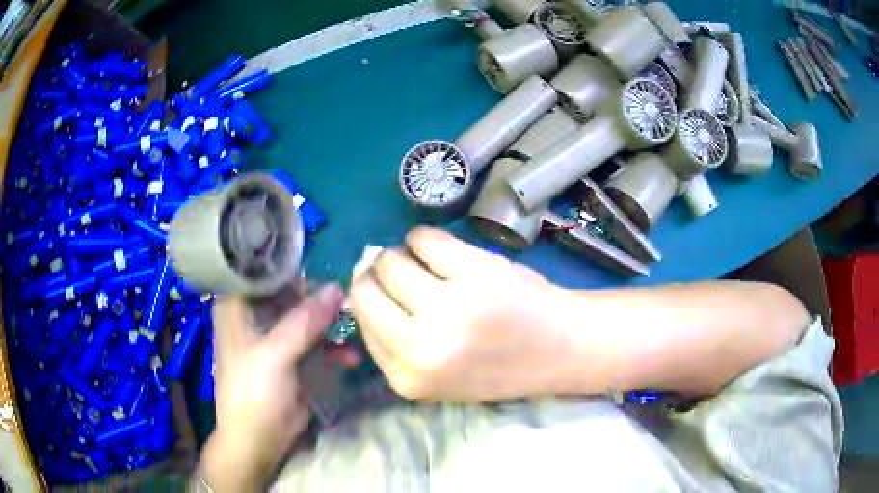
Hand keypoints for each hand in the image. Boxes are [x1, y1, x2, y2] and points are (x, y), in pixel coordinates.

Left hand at [199, 284, 343, 490]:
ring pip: (306, 316)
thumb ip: (305, 321)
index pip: (266, 272)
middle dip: (321, 299)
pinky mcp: (291, 356)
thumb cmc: (253, 392)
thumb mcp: (275, 354)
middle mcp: (254, 315)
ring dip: (331, 324)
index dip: (296, 269)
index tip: (328, 270)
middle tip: (351, 303)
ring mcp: (274, 336)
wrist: (257, 440)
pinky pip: (314, 341)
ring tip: (357, 330)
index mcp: (237, 305)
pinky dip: (332, 346)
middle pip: (291, 293)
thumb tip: (338, 287)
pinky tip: (350, 357)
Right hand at [349, 227, 578, 401]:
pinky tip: (442, 250)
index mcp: (407, 378)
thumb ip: (393, 340)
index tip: (383, 289)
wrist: (558, 348)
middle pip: (365, 288)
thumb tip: (360, 281)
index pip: (360, 321)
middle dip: (378, 275)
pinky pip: (423, 238)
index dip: (369, 299)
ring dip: (402, 255)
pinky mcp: (475, 272)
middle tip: (404, 274)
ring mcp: (449, 308)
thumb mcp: (433, 374)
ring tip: (427, 264)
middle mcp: (421, 347)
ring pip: (391, 260)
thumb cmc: (495, 363)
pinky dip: (425, 239)